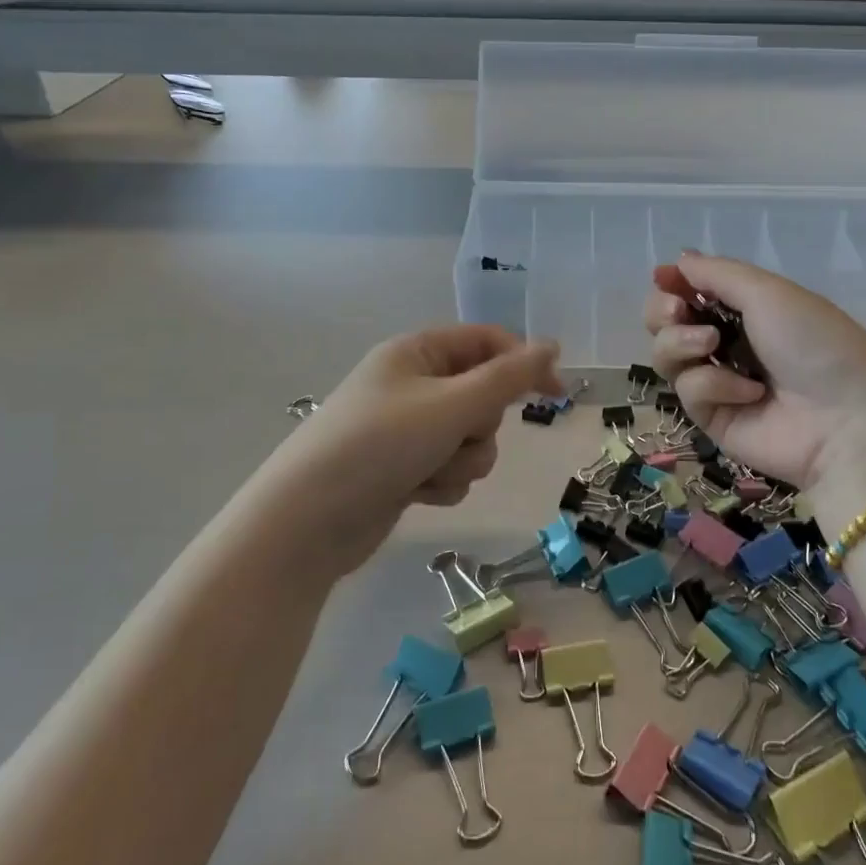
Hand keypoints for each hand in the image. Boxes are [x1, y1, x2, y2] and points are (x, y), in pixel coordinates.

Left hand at [278, 325, 562, 571]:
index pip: (487, 343)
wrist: (309, 522)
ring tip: (426, 472)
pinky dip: (443, 482)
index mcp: (417, 352)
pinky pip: (452, 468)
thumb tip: (552, 345)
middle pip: (484, 396)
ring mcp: (409, 429)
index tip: (557, 393)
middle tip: (453, 435)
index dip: (524, 363)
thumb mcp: (451, 405)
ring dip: (461, 460)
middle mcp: (414, 385)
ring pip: (473, 439)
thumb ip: (508, 377)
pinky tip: (415, 493)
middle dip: (479, 426)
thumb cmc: (380, 446)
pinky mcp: (406, 468)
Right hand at [643, 254, 865, 492]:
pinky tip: (750, 393)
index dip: (673, 283)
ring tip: (711, 345)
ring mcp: (718, 382)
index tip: (664, 278)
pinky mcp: (712, 418)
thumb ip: (718, 274)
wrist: (845, 419)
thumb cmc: (814, 343)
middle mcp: (728, 342)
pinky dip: (714, 385)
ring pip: (667, 356)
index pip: (693, 292)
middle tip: (677, 311)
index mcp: (748, 309)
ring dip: (680, 342)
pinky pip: (689, 390)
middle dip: (662, 312)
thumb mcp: (770, 293)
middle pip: (667, 324)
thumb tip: (678, 260)